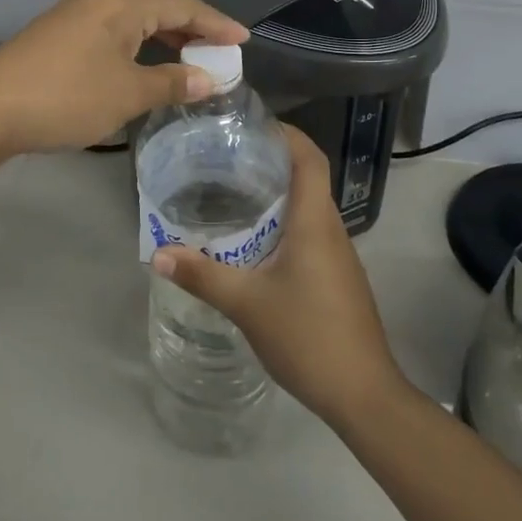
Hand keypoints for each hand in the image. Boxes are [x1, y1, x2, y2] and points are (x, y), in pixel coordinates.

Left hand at [0, 0, 248, 153]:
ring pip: (132, 16)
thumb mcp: (127, 93)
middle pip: (157, 3)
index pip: (181, 5)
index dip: (215, 22)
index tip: (243, 40)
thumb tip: (209, 79)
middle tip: (217, 47)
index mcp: (121, 4)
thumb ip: (171, 83)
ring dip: (162, 34)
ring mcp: (74, 15)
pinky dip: (137, 43)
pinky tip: (140, 64)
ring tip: (187, 57)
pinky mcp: (57, 34)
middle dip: (191, 23)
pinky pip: (112, 29)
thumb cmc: (66, 97)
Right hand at [151, 125, 405, 429]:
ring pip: (307, 209)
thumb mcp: (247, 304)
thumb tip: (158, 253)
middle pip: (306, 179)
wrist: (363, 395)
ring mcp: (338, 256)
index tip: (253, 125)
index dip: (287, 134)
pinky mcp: (337, 279)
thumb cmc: (308, 336)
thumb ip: (202, 276)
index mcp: (314, 222)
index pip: (309, 158)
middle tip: (226, 159)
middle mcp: (331, 229)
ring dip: (276, 196)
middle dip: (270, 163)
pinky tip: (254, 245)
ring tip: (232, 195)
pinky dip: (283, 226)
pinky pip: (309, 235)